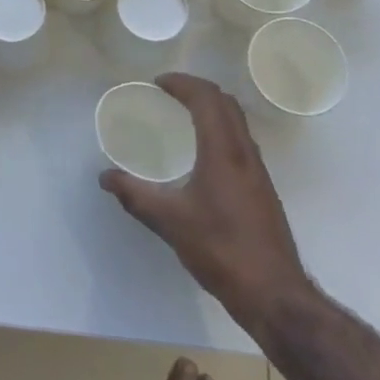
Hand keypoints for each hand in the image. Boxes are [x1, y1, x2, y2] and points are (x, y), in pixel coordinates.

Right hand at [99, 72, 313, 338]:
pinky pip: (241, 142)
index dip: (182, 83)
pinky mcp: (263, 190)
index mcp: (223, 151)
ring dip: (212, 109)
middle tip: (169, 93)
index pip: (206, 99)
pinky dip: (220, 130)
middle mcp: (245, 153)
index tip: (158, 84)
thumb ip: (135, 195)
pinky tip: (203, 155)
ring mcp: (258, 172)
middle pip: (226, 103)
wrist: (275, 296)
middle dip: (198, 89)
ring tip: (184, 117)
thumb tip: (105, 177)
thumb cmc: (221, 250)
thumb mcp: (169, 221)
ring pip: (237, 123)